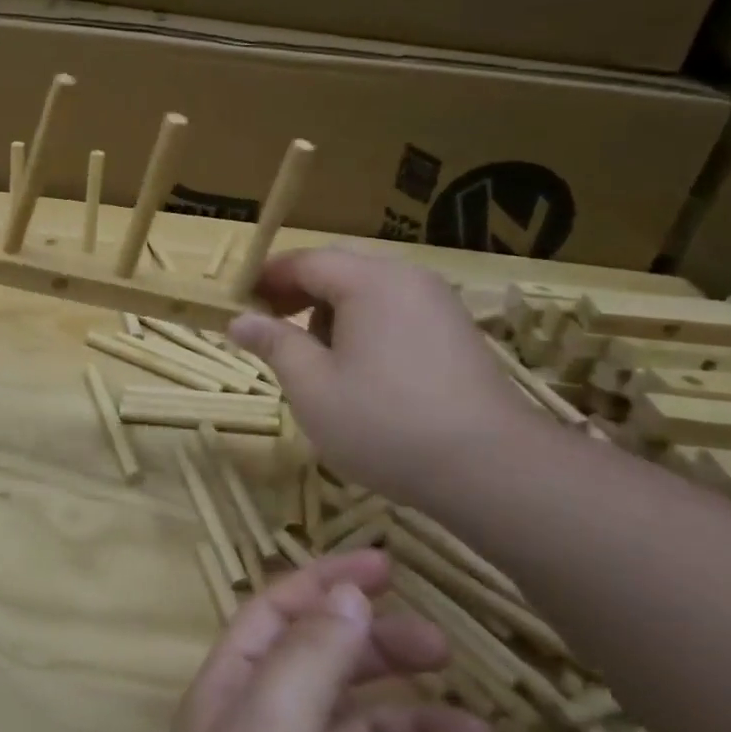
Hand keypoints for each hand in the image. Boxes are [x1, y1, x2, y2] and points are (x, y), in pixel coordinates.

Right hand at [228, 249, 540, 500]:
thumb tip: (238, 320)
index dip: (265, 279)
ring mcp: (438, 305)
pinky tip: (360, 373)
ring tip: (314, 360)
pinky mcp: (455, 334)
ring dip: (330, 314)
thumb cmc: (384, 423)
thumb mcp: (312, 386)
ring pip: (368, 293)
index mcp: (370, 281)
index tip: (237, 306)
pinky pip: (395, 314)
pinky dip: (364, 329)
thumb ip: (274, 344)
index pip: (305, 260)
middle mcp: (407, 279)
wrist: (493, 470)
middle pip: (338, 270)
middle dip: (297, 296)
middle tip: (269, 331)